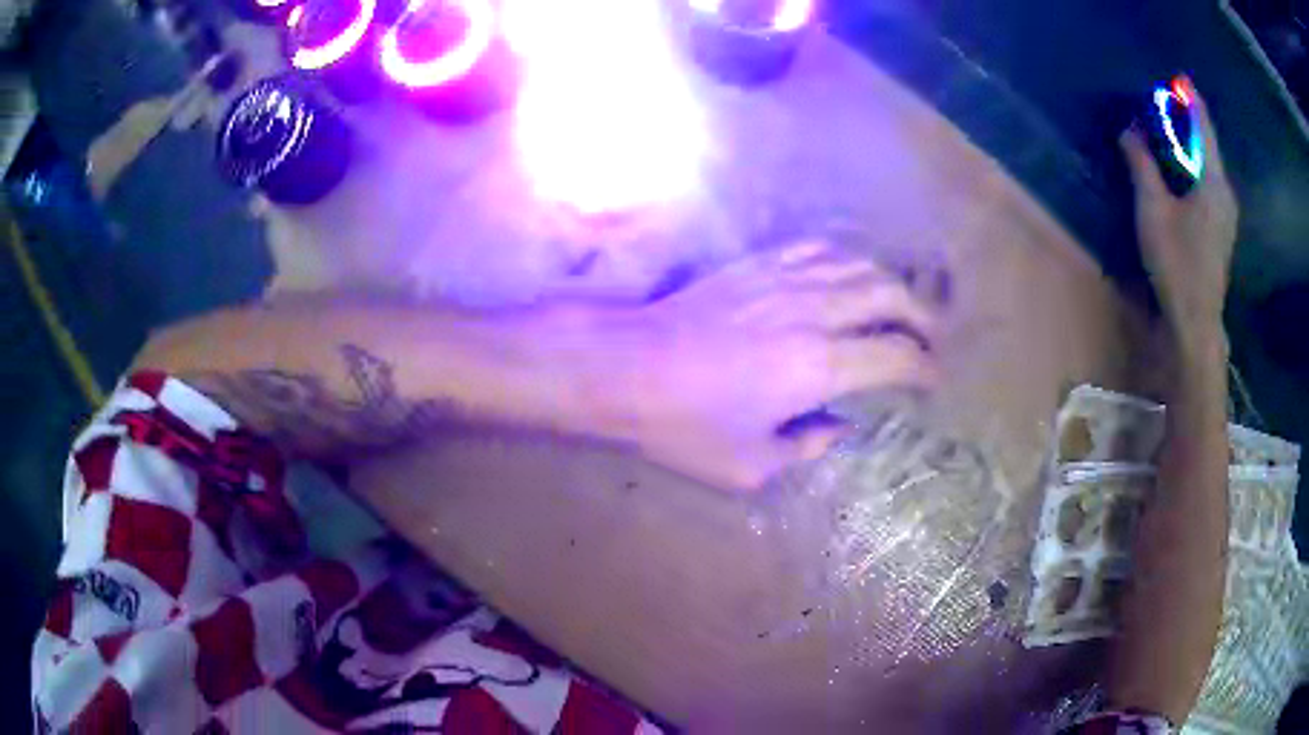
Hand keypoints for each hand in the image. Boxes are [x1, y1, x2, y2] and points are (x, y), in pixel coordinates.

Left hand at [623, 240, 941, 490]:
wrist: (625, 366)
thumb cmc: (683, 425)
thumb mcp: (749, 465)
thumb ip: (807, 448)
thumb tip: (838, 427)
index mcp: (820, 366)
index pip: (897, 357)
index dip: (924, 369)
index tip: (931, 381)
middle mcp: (815, 312)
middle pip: (892, 299)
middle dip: (923, 320)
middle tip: (930, 340)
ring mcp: (787, 279)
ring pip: (862, 267)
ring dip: (892, 286)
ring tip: (901, 308)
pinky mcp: (759, 262)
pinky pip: (820, 248)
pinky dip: (849, 260)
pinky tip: (850, 275)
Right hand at [1120, 81, 1237, 356]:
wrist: (1196, 322)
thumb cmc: (1176, 264)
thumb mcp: (1153, 210)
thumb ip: (1142, 165)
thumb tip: (1129, 130)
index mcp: (1213, 182)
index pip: (1203, 128)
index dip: (1191, 100)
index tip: (1180, 78)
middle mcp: (1225, 192)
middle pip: (1208, 144)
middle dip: (1189, 120)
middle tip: (1166, 102)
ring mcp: (1226, 213)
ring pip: (1210, 165)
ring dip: (1192, 144)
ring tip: (1171, 128)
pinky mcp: (1222, 228)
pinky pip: (1210, 182)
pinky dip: (1195, 165)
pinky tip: (1181, 166)